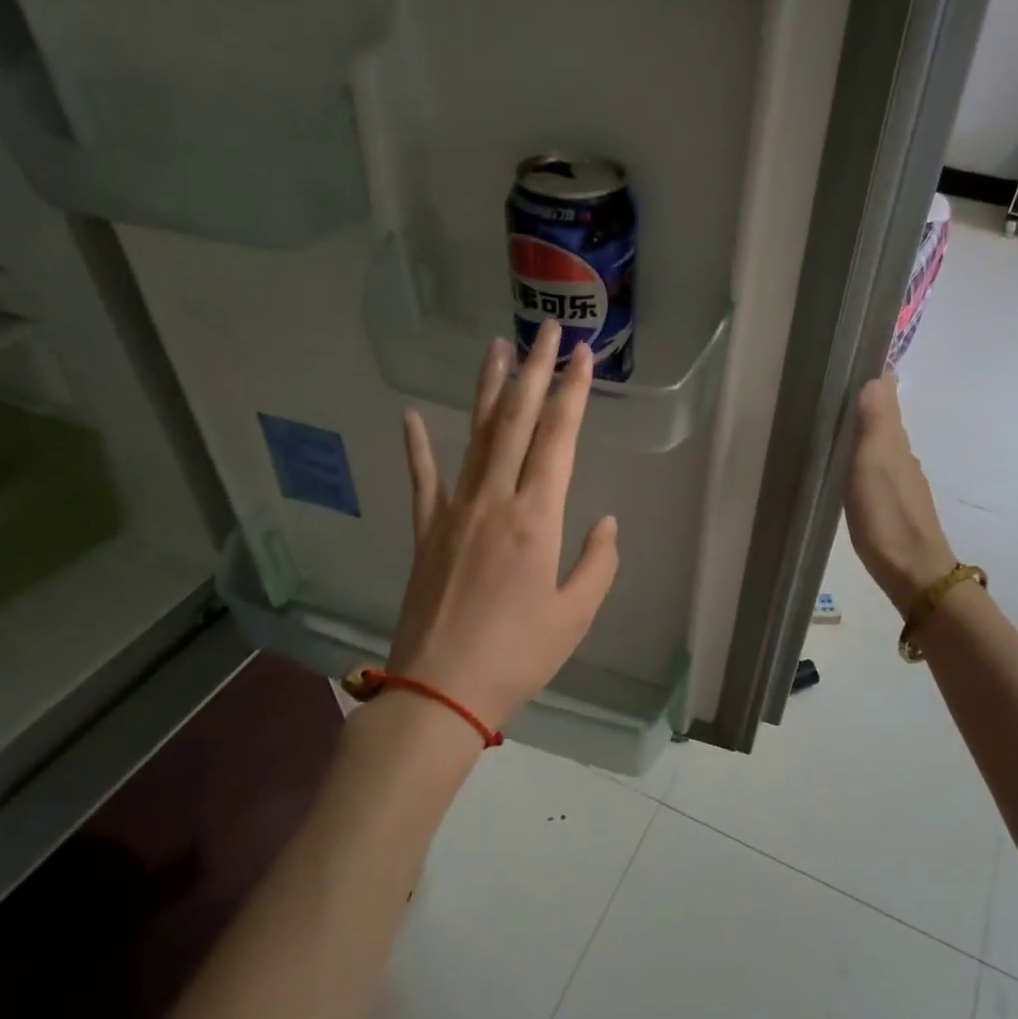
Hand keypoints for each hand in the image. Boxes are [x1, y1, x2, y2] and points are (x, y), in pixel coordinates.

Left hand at [387, 318, 619, 730]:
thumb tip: (605, 522)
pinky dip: (418, 447)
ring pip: (475, 437)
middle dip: (535, 372)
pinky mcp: (426, 532)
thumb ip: (597, 563)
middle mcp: (495, 500)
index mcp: (537, 518)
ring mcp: (455, 512)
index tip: (582, 354)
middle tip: (545, 329)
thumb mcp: (575, 615)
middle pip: (518, 422)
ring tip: (497, 349)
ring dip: (489, 391)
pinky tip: (412, 417)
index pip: (559, 439)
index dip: (573, 392)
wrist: (441, 689)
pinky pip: (423, 480)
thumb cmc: (518, 655)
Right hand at [845, 372, 955, 613]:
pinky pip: (878, 468)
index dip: (875, 377)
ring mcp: (900, 482)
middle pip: (885, 419)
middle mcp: (902, 457)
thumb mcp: (873, 465)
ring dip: (865, 429)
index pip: (889, 396)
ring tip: (836, 421)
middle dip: (867, 400)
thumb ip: (874, 423)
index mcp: (896, 443)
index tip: (853, 357)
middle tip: (835, 386)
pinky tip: (850, 466)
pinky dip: (865, 457)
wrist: (913, 572)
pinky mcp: (893, 505)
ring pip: (882, 445)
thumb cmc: (887, 517)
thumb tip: (876, 377)